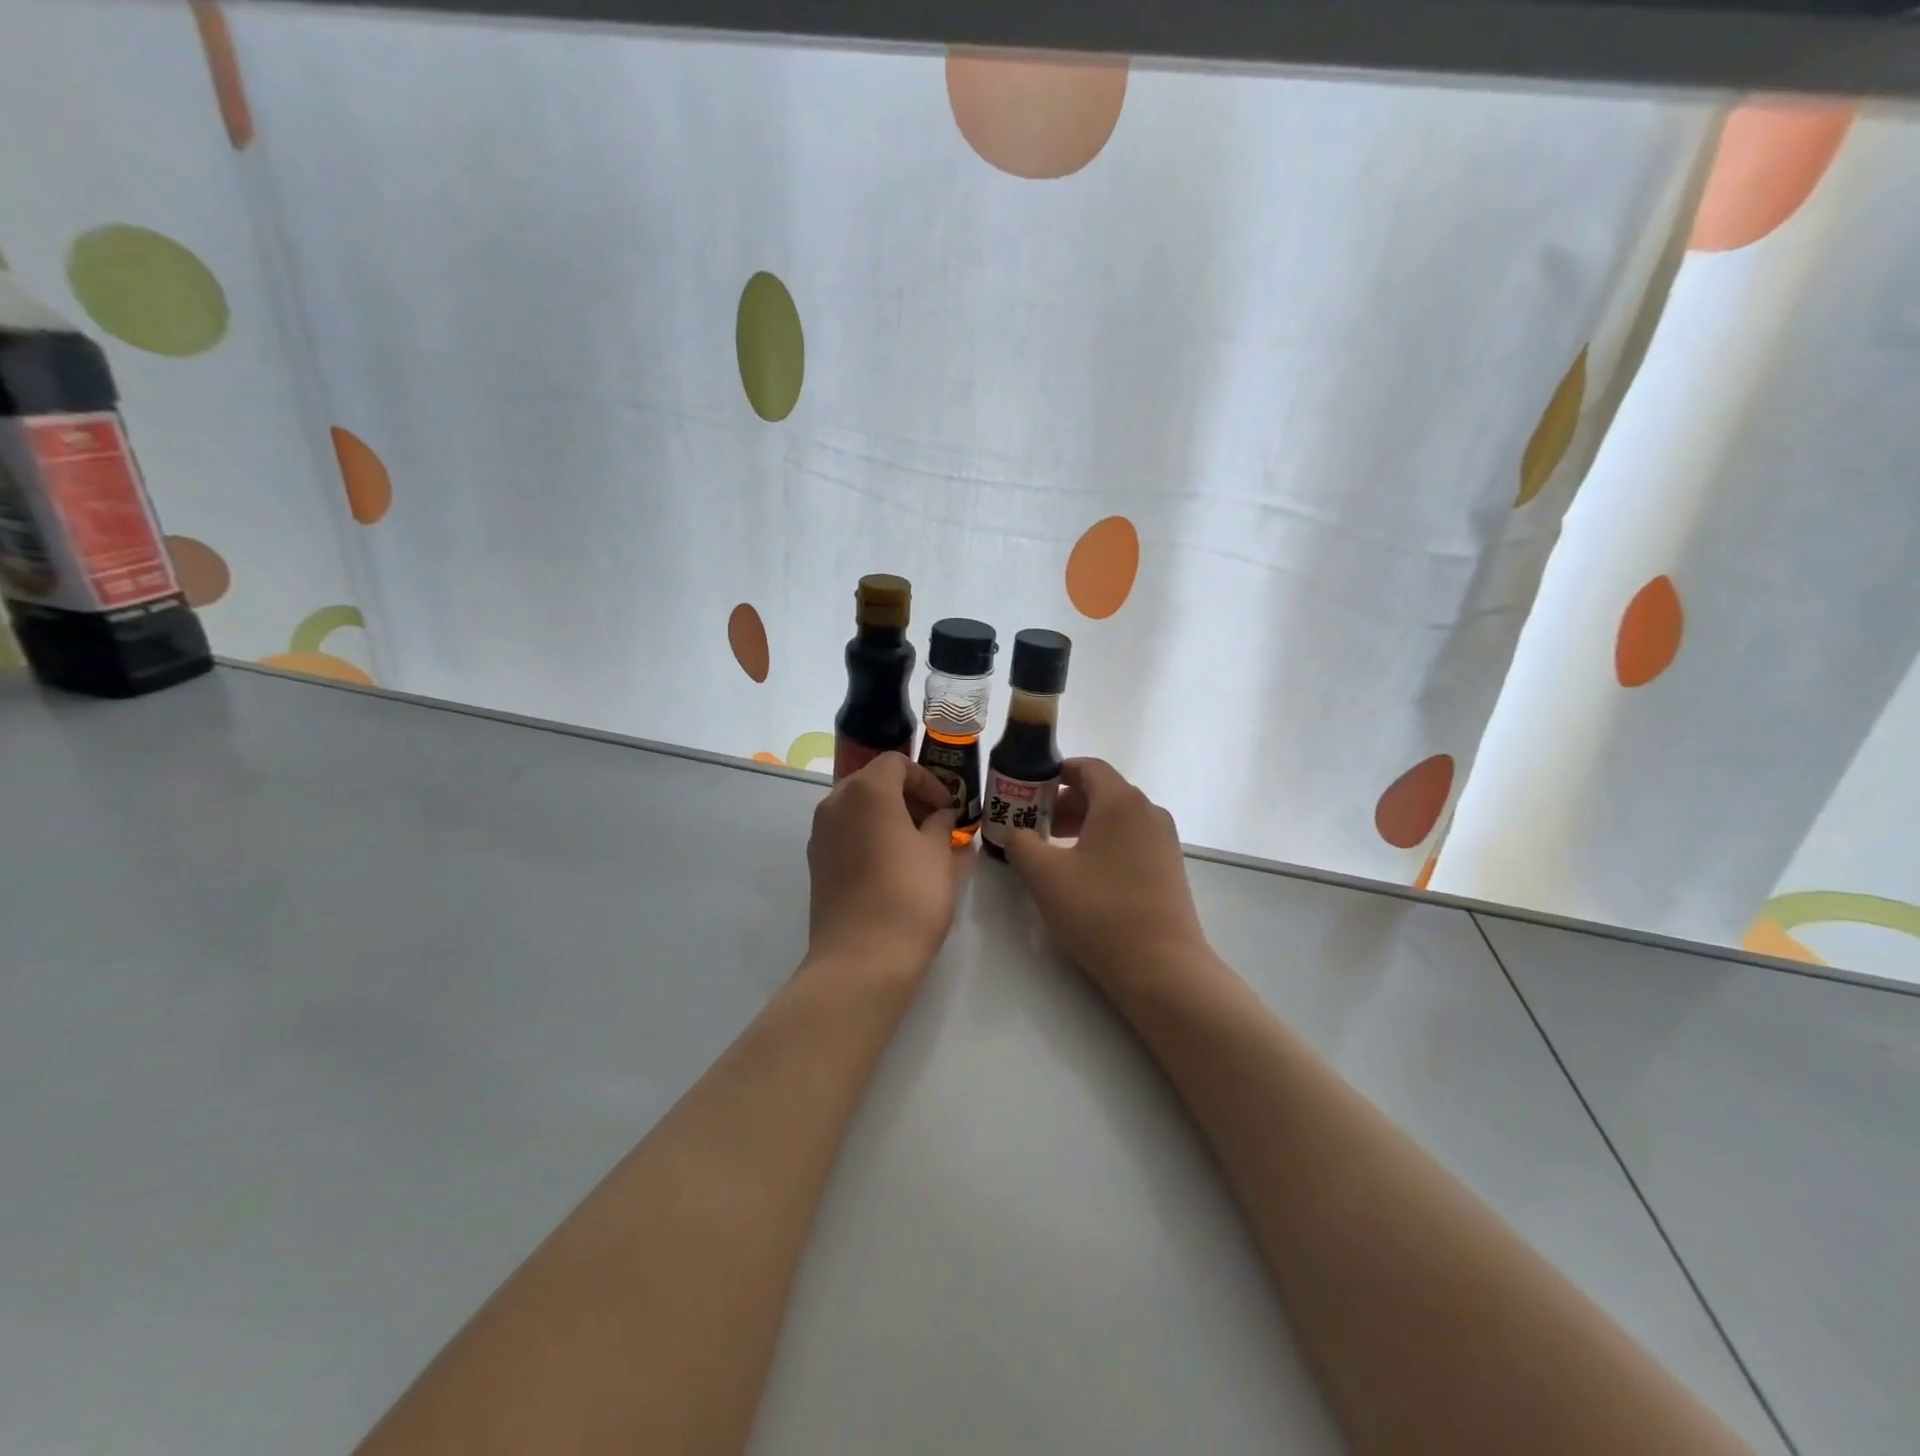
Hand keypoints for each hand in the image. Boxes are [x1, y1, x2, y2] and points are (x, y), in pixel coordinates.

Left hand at [805, 751, 963, 977]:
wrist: (861, 959)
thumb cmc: (909, 896)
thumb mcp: (939, 855)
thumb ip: (942, 825)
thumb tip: (940, 817)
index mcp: (867, 791)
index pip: (897, 764)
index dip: (927, 780)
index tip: (948, 806)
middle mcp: (836, 804)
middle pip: (873, 782)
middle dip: (907, 796)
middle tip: (936, 822)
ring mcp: (820, 834)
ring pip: (858, 809)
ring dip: (888, 817)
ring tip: (918, 845)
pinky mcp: (816, 863)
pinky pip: (846, 834)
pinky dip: (870, 837)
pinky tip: (893, 866)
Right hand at [1003, 759, 1210, 993]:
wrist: (1161, 966)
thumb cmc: (1099, 910)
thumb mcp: (1043, 875)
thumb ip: (1020, 843)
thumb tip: (1018, 834)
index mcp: (1121, 801)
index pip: (1087, 767)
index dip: (1054, 774)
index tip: (1028, 793)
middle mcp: (1148, 811)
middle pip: (1102, 791)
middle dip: (1064, 803)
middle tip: (1035, 827)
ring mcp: (1164, 840)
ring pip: (1117, 818)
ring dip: (1082, 825)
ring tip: (1055, 854)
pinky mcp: (1169, 867)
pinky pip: (1131, 840)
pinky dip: (1104, 844)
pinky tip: (1085, 877)